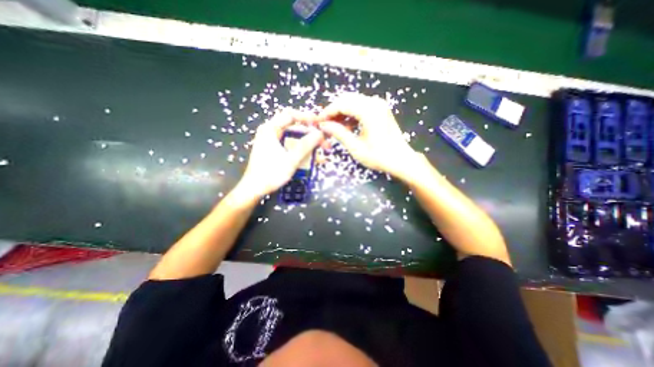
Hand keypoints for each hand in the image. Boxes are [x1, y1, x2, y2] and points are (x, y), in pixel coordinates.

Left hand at [235, 108, 323, 202]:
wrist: (255, 189)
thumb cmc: (271, 173)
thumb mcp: (291, 159)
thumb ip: (306, 145)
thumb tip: (320, 134)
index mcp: (270, 129)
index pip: (290, 115)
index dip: (307, 117)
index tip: (320, 124)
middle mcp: (272, 132)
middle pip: (295, 128)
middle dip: (312, 136)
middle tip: (324, 143)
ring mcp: (274, 142)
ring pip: (295, 139)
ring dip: (309, 145)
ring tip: (322, 153)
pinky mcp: (276, 151)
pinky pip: (292, 148)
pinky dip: (302, 152)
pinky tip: (313, 160)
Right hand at [320, 93, 420, 178]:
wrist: (401, 160)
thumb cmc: (379, 156)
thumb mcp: (355, 147)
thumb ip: (338, 133)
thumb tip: (323, 125)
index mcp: (369, 111)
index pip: (341, 104)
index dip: (327, 112)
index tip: (318, 121)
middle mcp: (374, 103)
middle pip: (347, 100)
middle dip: (333, 111)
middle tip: (324, 124)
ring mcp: (379, 105)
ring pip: (353, 103)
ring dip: (341, 113)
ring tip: (333, 127)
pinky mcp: (380, 110)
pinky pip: (361, 107)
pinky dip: (351, 115)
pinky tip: (346, 126)